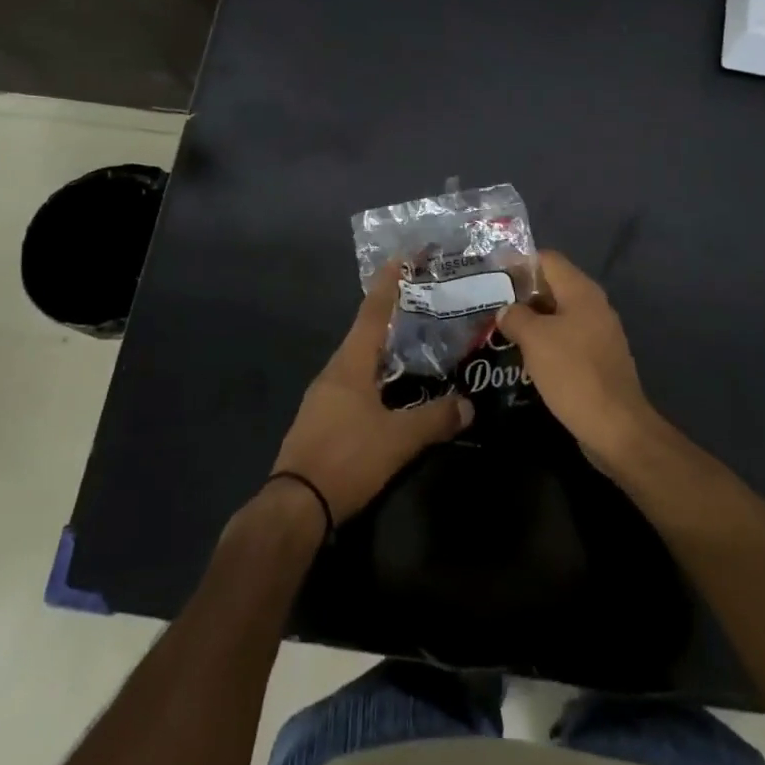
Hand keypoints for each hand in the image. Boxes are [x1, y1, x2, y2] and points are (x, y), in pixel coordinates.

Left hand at [271, 266, 473, 524]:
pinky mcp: (321, 419)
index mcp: (350, 364)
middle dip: (390, 316)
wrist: (295, 505)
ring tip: (412, 344)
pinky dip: (374, 375)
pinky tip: (391, 390)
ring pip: (358, 360)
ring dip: (383, 348)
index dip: (388, 285)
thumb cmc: (347, 458)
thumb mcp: (399, 440)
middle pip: (364, 333)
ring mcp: (323, 396)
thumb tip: (469, 405)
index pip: (372, 313)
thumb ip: (435, 419)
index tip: (400, 258)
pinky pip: (352, 383)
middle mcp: (334, 371)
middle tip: (421, 304)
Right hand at [497, 250, 657, 465]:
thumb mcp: (535, 339)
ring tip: (500, 330)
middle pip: (553, 286)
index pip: (548, 259)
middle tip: (490, 304)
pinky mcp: (598, 359)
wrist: (616, 426)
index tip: (492, 275)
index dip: (519, 263)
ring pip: (558, 315)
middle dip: (522, 294)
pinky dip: (545, 342)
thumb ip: (516, 316)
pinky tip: (524, 357)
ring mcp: (599, 333)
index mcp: (581, 291)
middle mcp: (594, 305)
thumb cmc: (573, 373)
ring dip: (532, 320)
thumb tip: (507, 310)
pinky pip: (566, 339)